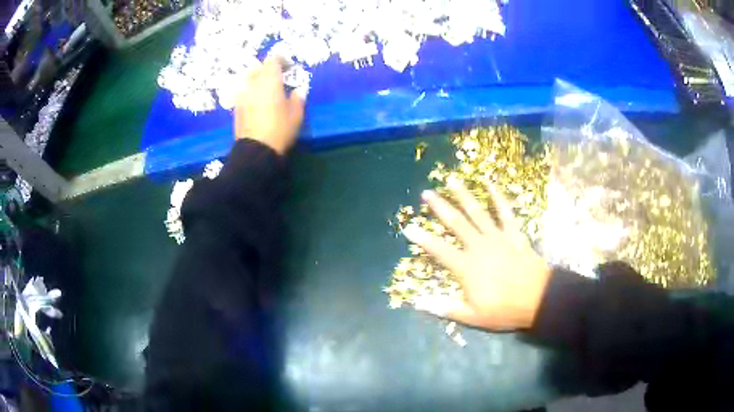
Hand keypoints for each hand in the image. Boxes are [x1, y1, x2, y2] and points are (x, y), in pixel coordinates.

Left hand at [234, 57, 304, 154]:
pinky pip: (244, 92)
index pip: (273, 60)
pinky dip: (251, 92)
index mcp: (269, 81)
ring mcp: (242, 95)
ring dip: (258, 80)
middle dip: (268, 69)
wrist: (256, 151)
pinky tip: (258, 102)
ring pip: (249, 79)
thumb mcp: (296, 114)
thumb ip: (297, 98)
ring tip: (267, 89)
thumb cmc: (280, 129)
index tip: (289, 66)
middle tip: (278, 77)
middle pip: (258, 68)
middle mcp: (253, 84)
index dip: (281, 60)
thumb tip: (298, 90)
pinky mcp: (236, 107)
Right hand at [402, 182, 551, 330]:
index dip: (422, 239)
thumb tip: (418, 302)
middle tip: (427, 193)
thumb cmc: (504, 309)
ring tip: (452, 180)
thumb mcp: (472, 316)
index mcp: (466, 267)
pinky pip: (504, 211)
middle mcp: (478, 246)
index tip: (408, 227)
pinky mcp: (513, 233)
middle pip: (456, 223)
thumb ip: (445, 307)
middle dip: (440, 207)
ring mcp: (497, 237)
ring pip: (477, 212)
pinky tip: (490, 182)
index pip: (439, 250)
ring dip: (463, 195)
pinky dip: (497, 196)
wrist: (538, 299)